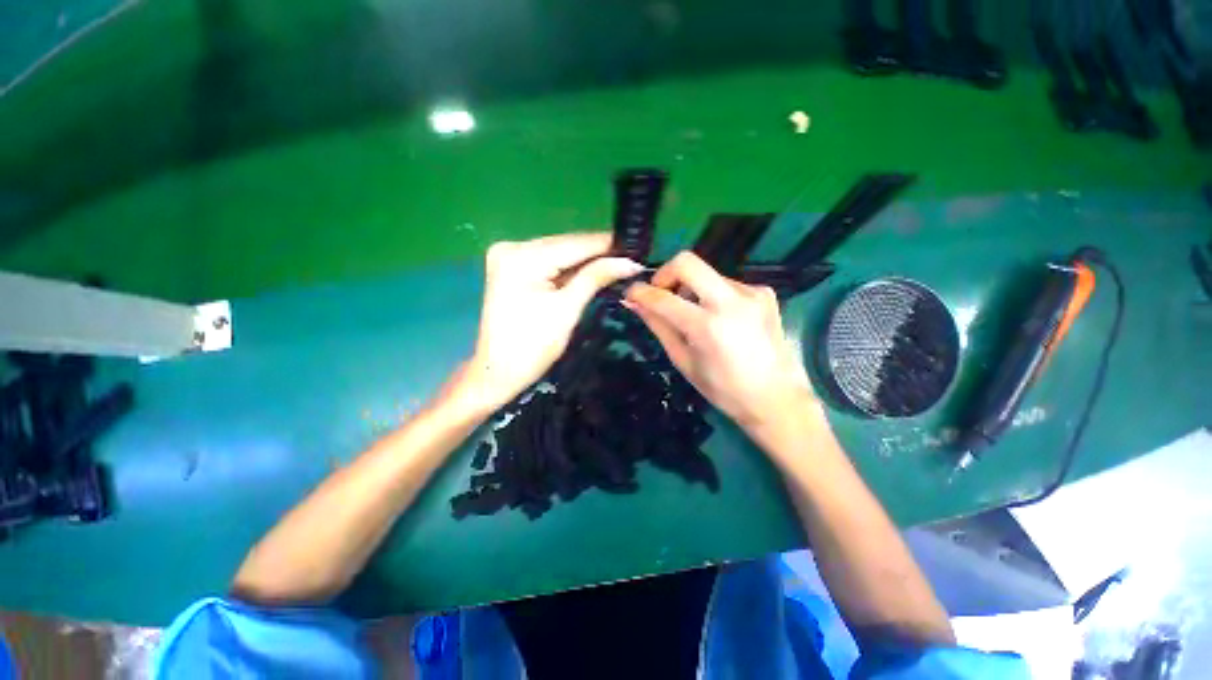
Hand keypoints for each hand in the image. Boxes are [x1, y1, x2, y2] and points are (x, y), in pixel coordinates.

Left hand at [464, 233, 643, 411]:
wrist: (499, 372)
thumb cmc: (533, 346)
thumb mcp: (568, 309)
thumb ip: (596, 277)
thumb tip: (629, 262)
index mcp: (522, 257)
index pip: (574, 244)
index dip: (608, 245)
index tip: (636, 248)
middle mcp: (512, 247)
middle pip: (565, 245)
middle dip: (597, 253)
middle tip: (629, 258)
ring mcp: (508, 256)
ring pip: (558, 252)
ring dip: (585, 260)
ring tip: (616, 263)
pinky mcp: (510, 267)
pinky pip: (547, 262)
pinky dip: (568, 268)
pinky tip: (590, 270)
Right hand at [624, 252, 816, 431]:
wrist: (777, 400)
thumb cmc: (724, 390)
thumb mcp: (684, 361)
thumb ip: (659, 327)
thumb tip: (635, 304)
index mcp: (707, 326)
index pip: (663, 298)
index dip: (641, 292)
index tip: (631, 293)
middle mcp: (731, 301)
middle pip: (687, 262)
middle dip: (665, 274)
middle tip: (661, 294)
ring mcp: (752, 293)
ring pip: (707, 274)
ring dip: (691, 289)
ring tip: (694, 315)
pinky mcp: (764, 293)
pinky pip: (727, 284)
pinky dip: (713, 296)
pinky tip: (720, 319)